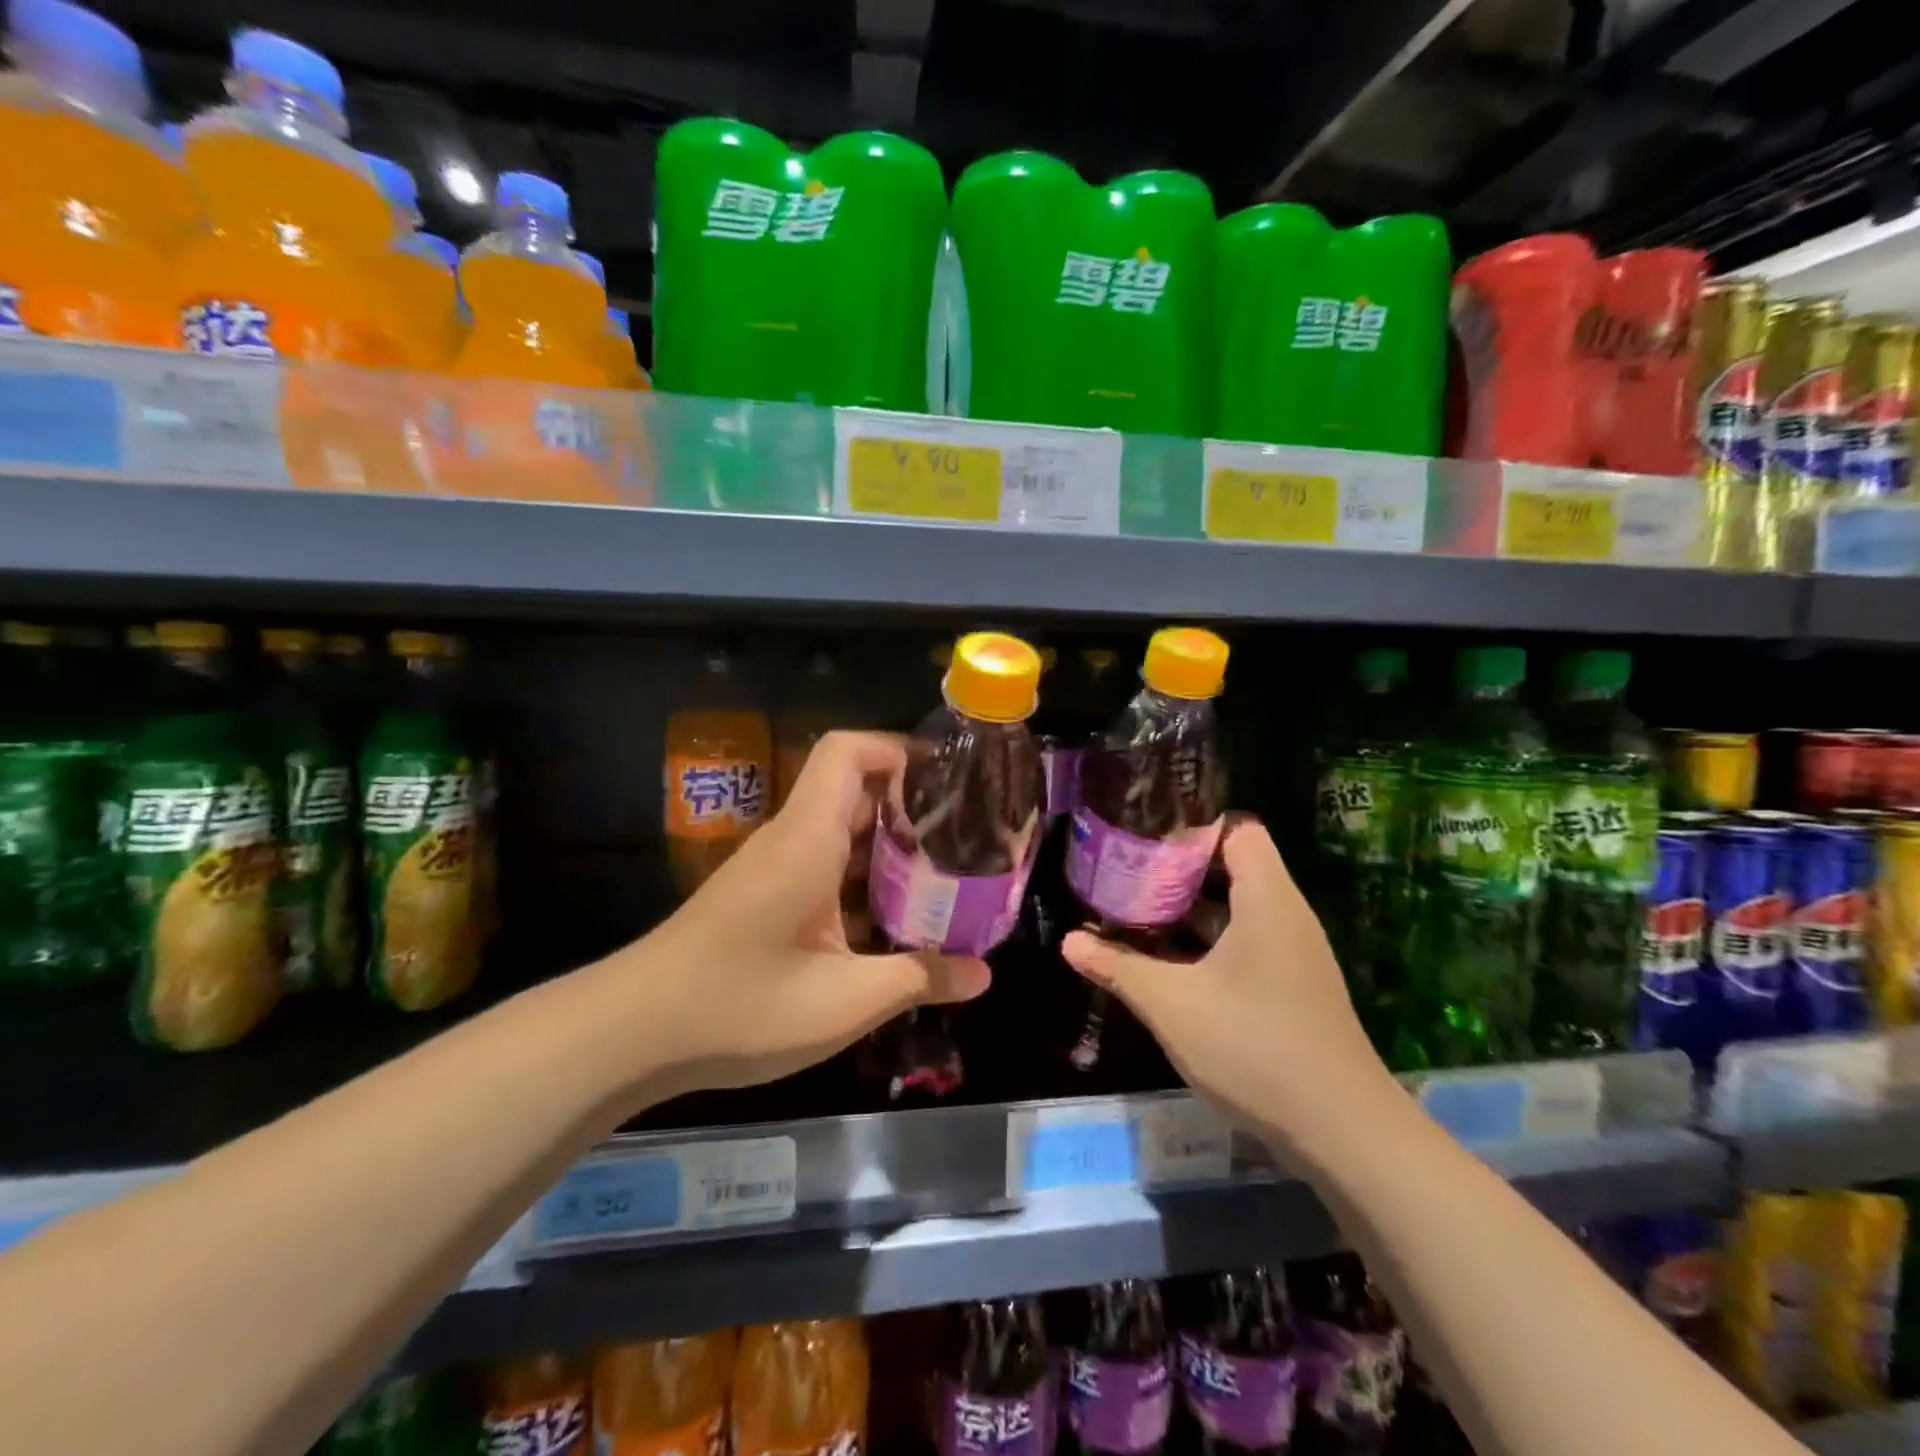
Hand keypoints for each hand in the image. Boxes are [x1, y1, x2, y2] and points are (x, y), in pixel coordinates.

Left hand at [631, 731, 989, 1093]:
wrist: (633, 1033)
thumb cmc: (740, 1006)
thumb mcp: (844, 1002)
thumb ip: (918, 979)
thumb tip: (983, 974)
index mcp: (807, 839)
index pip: (848, 752)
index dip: (899, 749)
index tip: (949, 780)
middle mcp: (791, 840)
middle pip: (854, 790)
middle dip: (911, 805)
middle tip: (966, 835)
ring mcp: (774, 869)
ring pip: (841, 832)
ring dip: (889, 847)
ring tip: (945, 876)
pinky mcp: (765, 897)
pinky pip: (824, 867)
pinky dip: (863, 879)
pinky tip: (894, 921)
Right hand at [1061, 817, 1405, 1165]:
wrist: (1342, 1133)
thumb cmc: (1254, 1046)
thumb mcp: (1172, 1004)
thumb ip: (1119, 967)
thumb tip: (1069, 941)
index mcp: (1267, 898)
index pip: (1236, 829)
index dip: (1190, 826)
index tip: (1141, 834)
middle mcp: (1284, 915)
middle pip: (1230, 867)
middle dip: (1174, 868)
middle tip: (1122, 869)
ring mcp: (1290, 954)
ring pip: (1233, 909)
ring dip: (1185, 909)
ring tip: (1131, 907)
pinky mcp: (1289, 987)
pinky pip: (1242, 943)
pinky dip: (1204, 942)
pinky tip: (1164, 960)